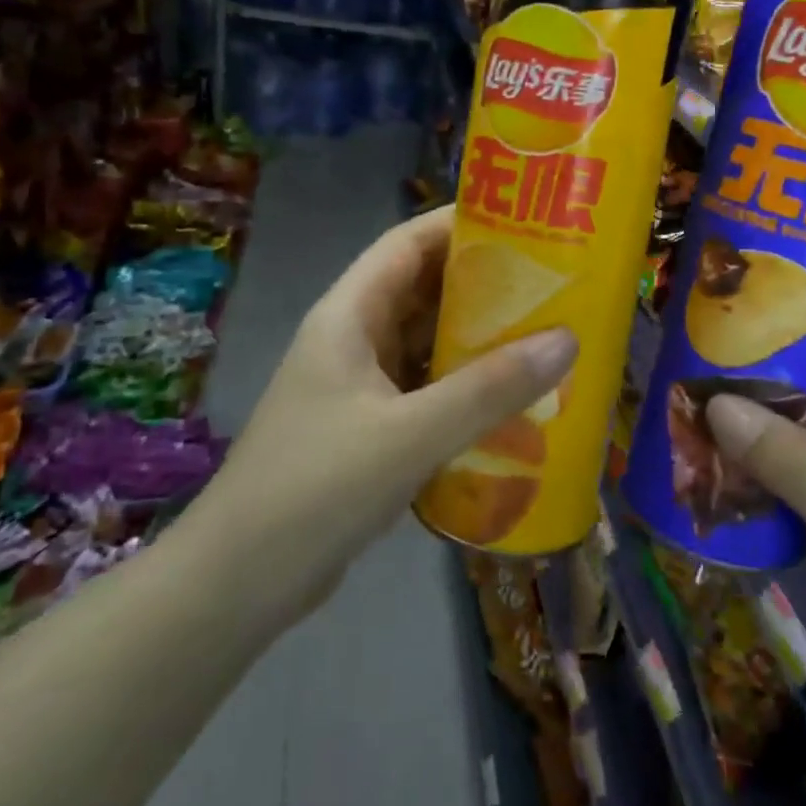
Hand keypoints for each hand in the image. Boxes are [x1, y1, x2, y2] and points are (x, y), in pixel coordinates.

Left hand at [205, 208, 577, 590]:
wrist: (239, 582)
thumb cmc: (317, 488)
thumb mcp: (411, 433)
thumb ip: (490, 389)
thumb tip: (567, 340)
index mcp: (349, 316)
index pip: (406, 244)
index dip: (459, 225)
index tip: (521, 222)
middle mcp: (351, 340)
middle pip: (420, 290)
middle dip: (480, 282)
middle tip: (549, 281)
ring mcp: (356, 386)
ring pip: (424, 343)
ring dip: (474, 338)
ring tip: (541, 334)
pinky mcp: (366, 428)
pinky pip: (424, 389)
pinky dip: (462, 386)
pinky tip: (507, 400)